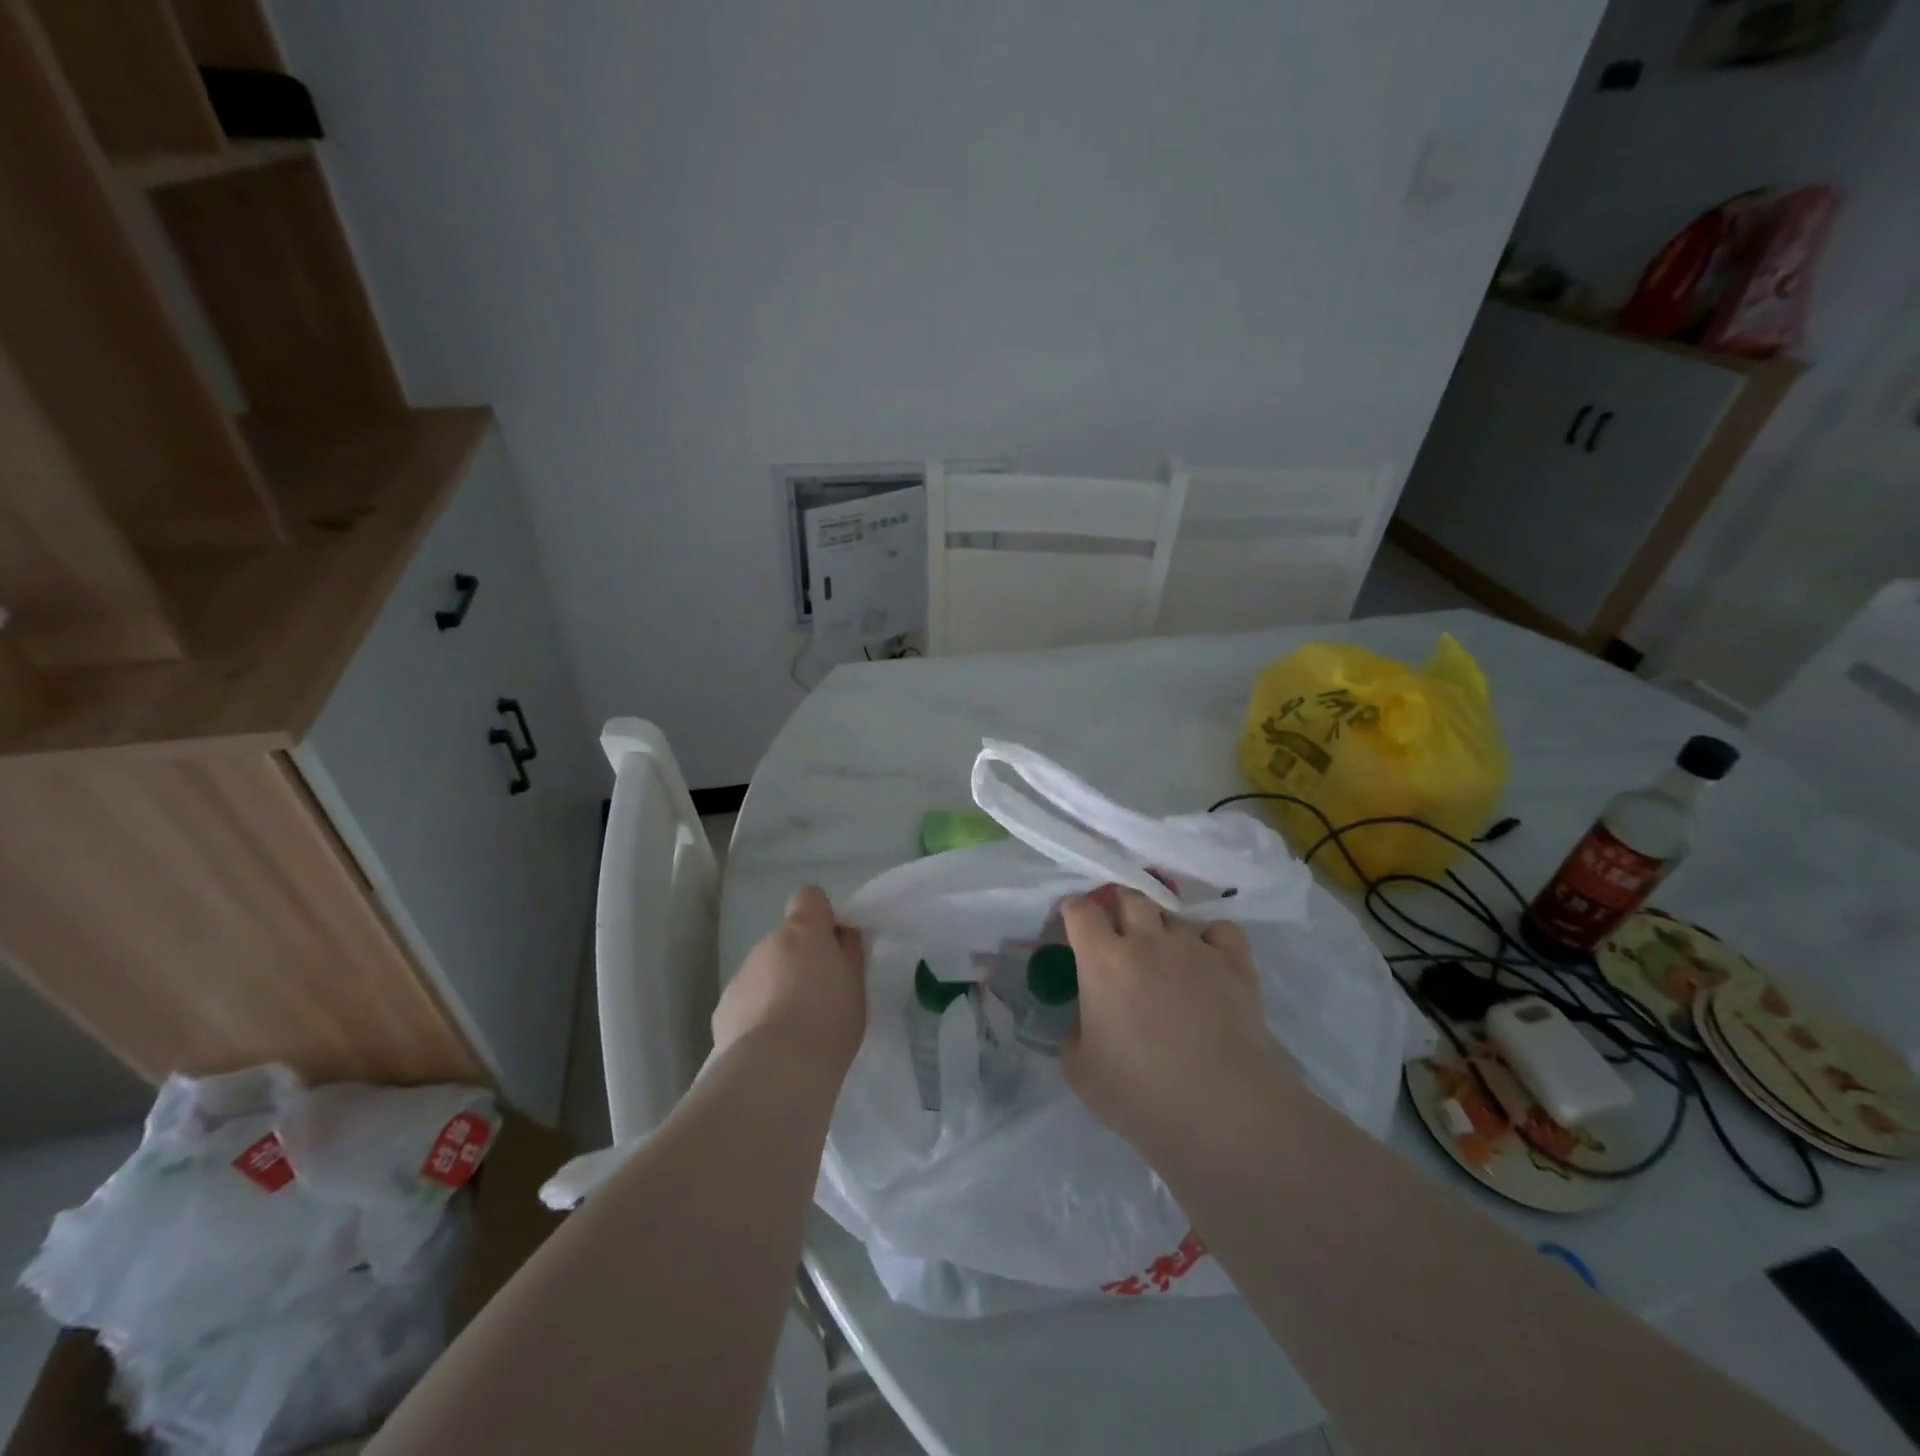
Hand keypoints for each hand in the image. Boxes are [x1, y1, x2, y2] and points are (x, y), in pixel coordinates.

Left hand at [713, 886, 865, 1081]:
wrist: (775, 1071)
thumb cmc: (828, 1021)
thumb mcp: (856, 983)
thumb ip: (848, 951)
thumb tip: (841, 932)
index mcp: (804, 931)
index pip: (810, 897)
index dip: (822, 916)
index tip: (834, 945)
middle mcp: (768, 943)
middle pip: (787, 938)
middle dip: (801, 958)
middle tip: (820, 995)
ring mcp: (742, 974)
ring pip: (766, 970)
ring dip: (779, 986)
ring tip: (794, 1027)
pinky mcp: (724, 1008)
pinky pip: (748, 999)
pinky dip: (759, 1013)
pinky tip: (770, 1043)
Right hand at [1060, 888, 1291, 1162]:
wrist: (1222, 1109)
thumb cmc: (1140, 1093)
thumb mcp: (1080, 1072)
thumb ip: (1073, 1033)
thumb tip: (1082, 1018)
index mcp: (1103, 959)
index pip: (1081, 910)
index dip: (1073, 911)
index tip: (1072, 924)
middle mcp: (1147, 940)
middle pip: (1129, 897)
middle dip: (1118, 907)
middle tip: (1118, 934)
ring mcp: (1194, 948)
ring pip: (1173, 914)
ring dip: (1162, 927)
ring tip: (1164, 954)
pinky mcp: (1235, 963)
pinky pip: (1221, 930)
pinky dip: (1211, 938)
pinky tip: (1208, 960)